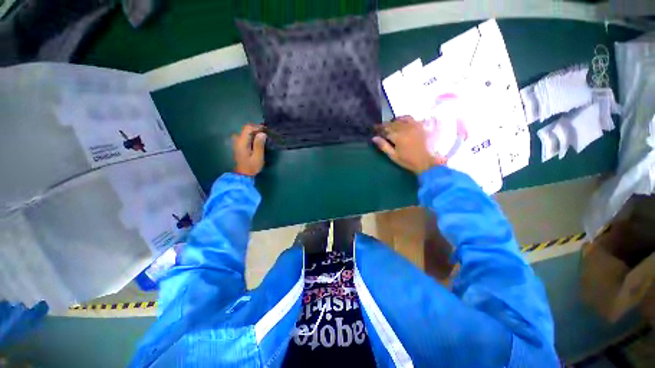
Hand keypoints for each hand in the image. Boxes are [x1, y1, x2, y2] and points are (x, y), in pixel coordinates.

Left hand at [232, 123, 266, 176]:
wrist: (243, 174)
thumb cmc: (251, 166)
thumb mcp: (258, 157)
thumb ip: (259, 144)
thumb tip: (262, 133)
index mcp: (242, 142)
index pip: (248, 128)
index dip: (257, 127)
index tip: (266, 130)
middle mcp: (237, 140)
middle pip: (246, 129)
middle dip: (256, 129)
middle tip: (266, 133)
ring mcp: (236, 142)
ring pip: (245, 132)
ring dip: (254, 132)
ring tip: (262, 137)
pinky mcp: (238, 145)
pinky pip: (244, 136)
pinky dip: (251, 136)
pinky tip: (256, 140)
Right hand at [372, 116, 446, 174]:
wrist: (426, 161)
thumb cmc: (407, 160)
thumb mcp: (393, 156)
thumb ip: (383, 146)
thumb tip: (374, 138)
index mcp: (397, 137)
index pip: (385, 130)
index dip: (379, 129)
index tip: (374, 130)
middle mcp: (404, 128)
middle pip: (391, 124)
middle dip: (384, 126)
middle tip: (380, 129)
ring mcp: (412, 125)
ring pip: (399, 120)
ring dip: (392, 122)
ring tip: (389, 126)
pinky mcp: (418, 125)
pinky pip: (409, 118)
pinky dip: (402, 118)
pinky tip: (400, 122)